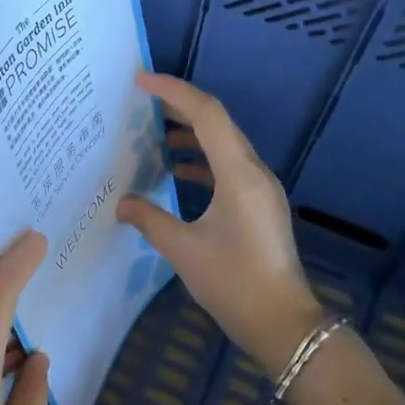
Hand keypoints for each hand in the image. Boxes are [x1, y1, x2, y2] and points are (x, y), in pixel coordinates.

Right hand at [116, 73, 322, 373]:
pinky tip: (176, 171)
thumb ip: (149, 219)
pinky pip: (228, 167)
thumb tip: (122, 202)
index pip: (206, 114)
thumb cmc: (233, 283)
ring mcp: (261, 189)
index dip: (173, 91)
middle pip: (217, 123)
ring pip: (224, 144)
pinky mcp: (260, 205)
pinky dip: (202, 161)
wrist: (282, 324)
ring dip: (191, 133)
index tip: (141, 81)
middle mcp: (254, 172)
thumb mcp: (183, 250)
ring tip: (153, 132)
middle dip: (180, 106)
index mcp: (238, 174)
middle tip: (142, 100)